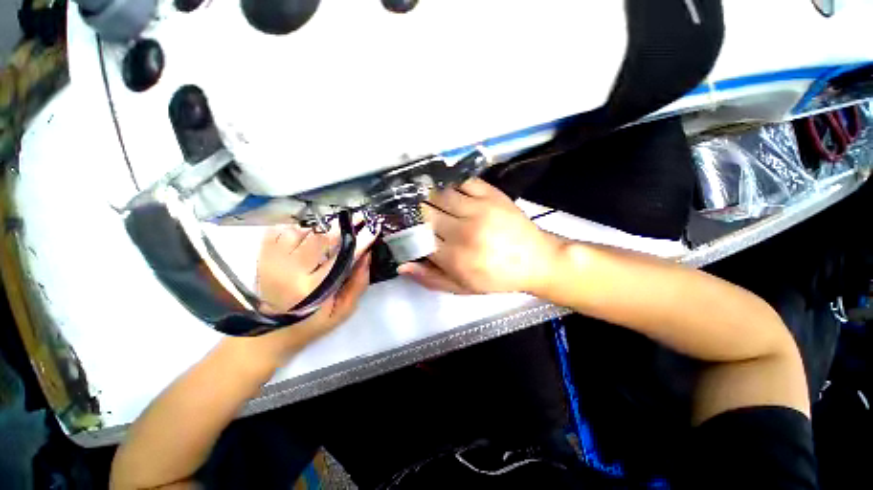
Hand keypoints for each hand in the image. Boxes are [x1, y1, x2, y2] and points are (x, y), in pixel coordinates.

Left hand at [241, 223, 374, 366]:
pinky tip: (306, 231)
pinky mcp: (262, 258)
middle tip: (358, 217)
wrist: (269, 335)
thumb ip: (358, 284)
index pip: (343, 256)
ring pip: (301, 231)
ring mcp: (273, 262)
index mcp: (313, 287)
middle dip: (343, 226)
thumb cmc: (311, 325)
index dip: (360, 240)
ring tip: (333, 227)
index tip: (373, 227)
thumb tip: (367, 255)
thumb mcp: (342, 311)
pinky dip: (295, 226)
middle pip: (321, 238)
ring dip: (321, 227)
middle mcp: (291, 271)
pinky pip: (278, 231)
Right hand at [398, 178, 562, 294]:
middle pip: (426, 212)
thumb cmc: (497, 277)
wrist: (536, 260)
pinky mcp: (492, 195)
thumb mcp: (462, 287)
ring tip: (429, 201)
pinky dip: (451, 185)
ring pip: (440, 194)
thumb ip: (431, 278)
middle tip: (414, 213)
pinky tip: (450, 191)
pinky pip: (462, 182)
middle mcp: (464, 231)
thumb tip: (402, 265)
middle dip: (416, 212)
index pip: (418, 238)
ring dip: (430, 197)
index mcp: (455, 258)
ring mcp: (479, 209)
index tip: (404, 229)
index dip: (407, 232)